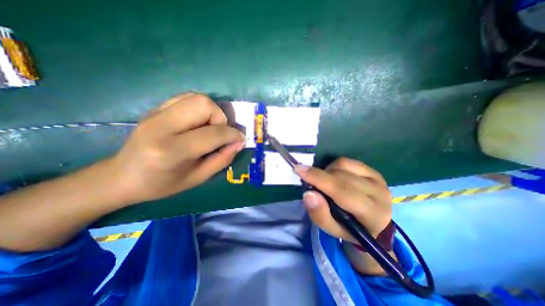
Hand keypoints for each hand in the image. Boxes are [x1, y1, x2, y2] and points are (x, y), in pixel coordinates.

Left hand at [108, 92, 243, 204]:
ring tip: (209, 128)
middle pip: (204, 104)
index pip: (213, 133)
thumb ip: (222, 159)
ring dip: (211, 112)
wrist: (122, 176)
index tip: (240, 140)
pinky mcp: (155, 108)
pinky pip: (186, 97)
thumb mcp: (198, 178)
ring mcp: (156, 113)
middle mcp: (162, 126)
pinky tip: (197, 122)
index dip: (232, 135)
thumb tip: (239, 143)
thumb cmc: (162, 184)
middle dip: (220, 119)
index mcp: (172, 151)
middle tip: (219, 134)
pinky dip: (200, 107)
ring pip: (197, 97)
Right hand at [296, 157, 389, 240]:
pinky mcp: (373, 170)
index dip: (318, 178)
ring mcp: (377, 179)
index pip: (342, 191)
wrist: (372, 224)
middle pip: (341, 176)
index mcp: (372, 214)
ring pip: (342, 165)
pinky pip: (346, 161)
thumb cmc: (349, 228)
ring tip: (326, 183)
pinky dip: (334, 166)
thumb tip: (308, 193)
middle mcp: (379, 193)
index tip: (298, 169)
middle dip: (319, 176)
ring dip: (327, 172)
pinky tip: (334, 176)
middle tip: (309, 181)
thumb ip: (319, 214)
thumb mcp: (331, 229)